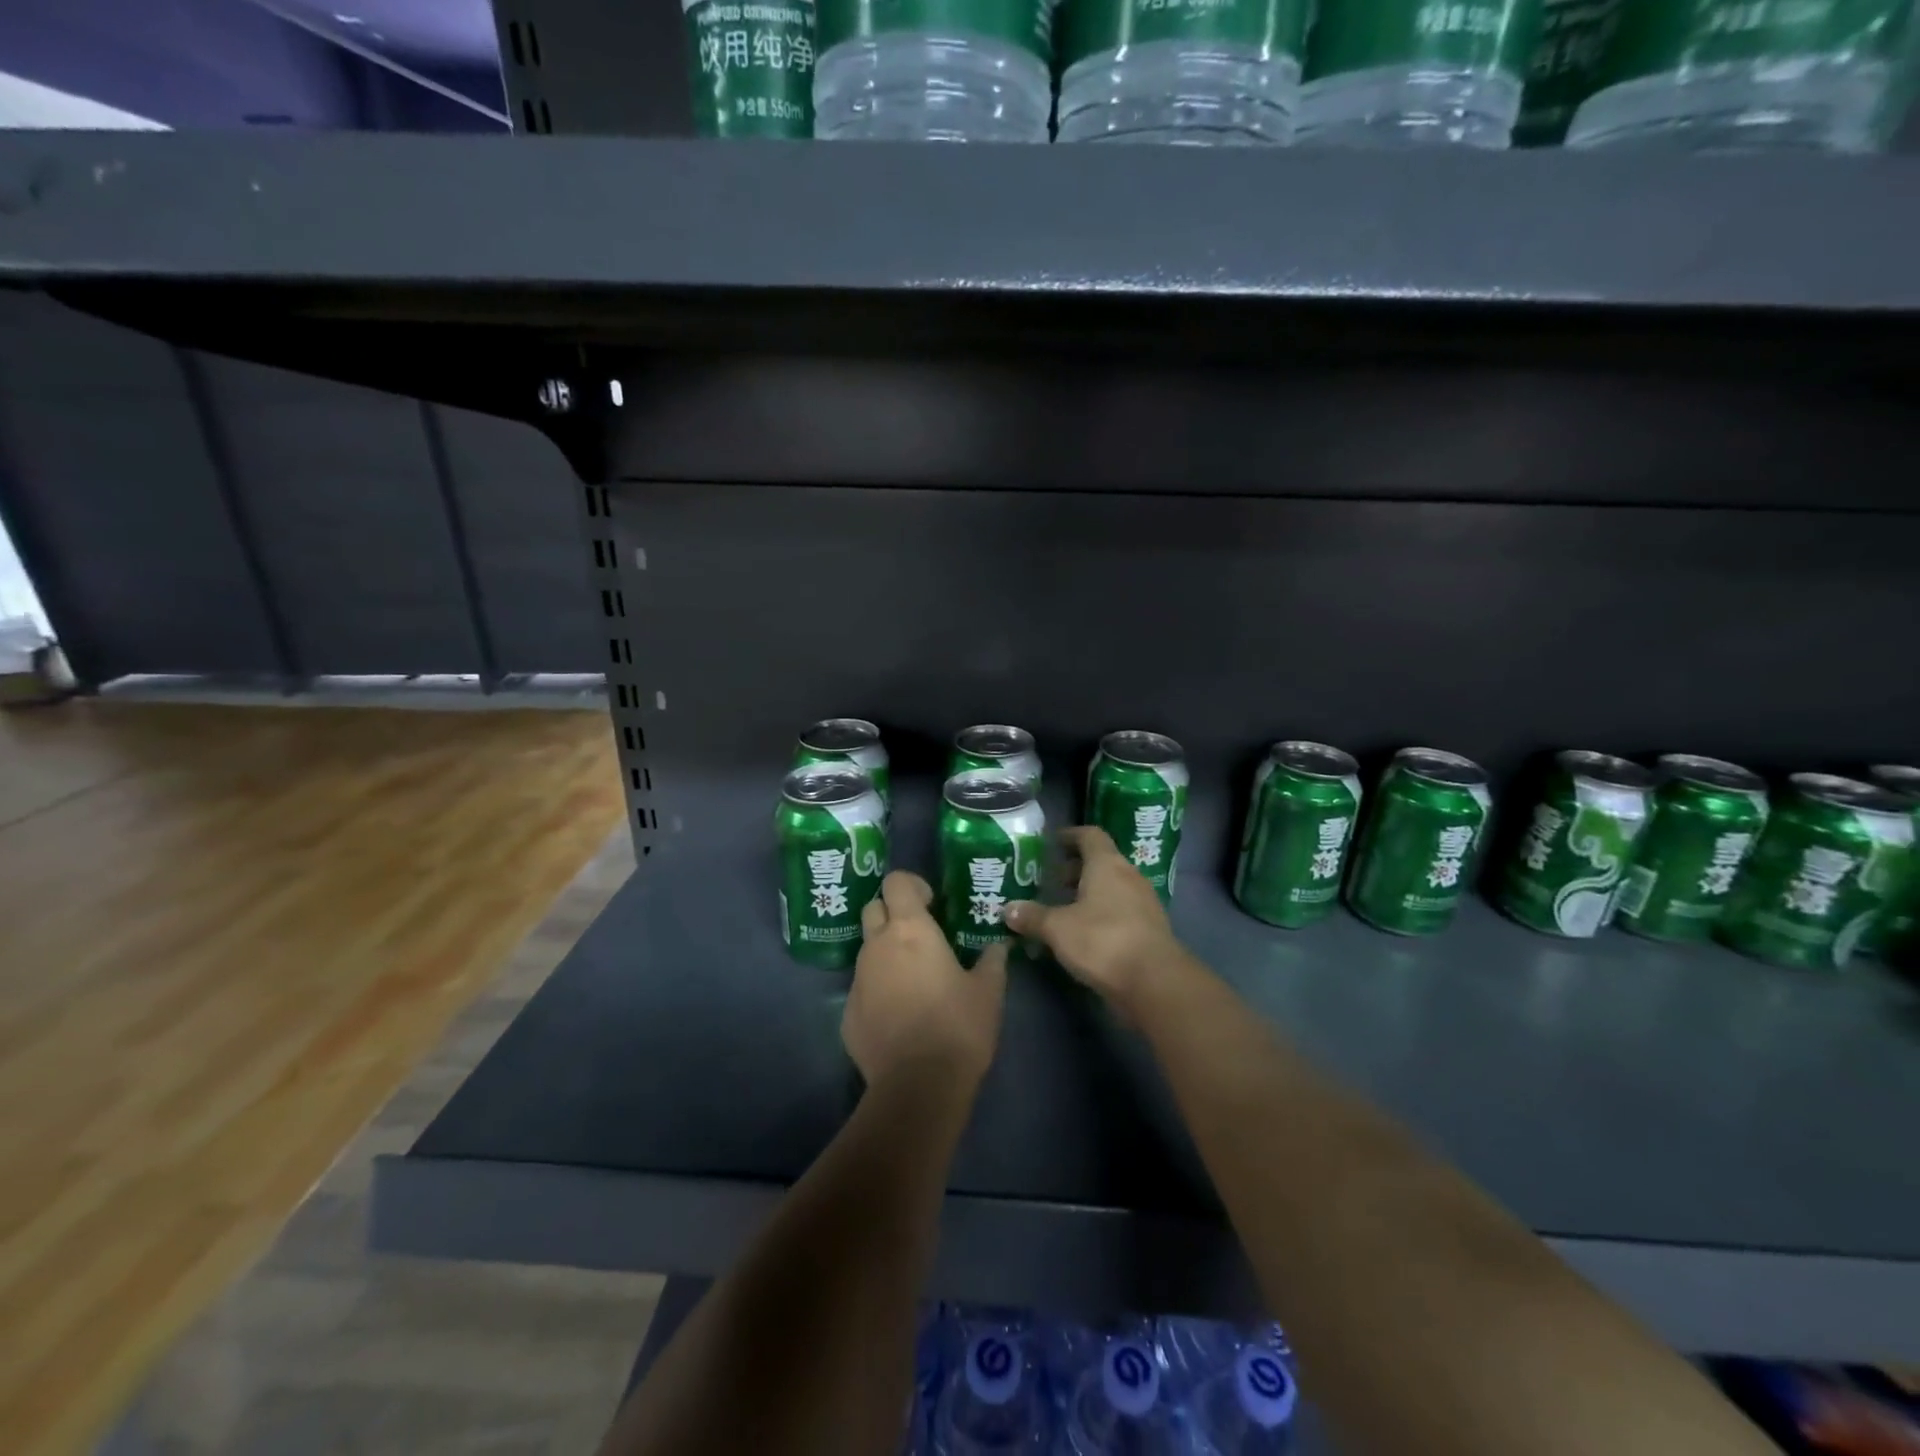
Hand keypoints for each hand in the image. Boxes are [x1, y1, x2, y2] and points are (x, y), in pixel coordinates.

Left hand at [843, 871, 1007, 1094]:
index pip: (895, 882)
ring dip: (886, 953)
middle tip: (920, 935)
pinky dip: (878, 990)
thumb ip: (992, 961)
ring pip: (867, 950)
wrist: (918, 1087)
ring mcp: (857, 980)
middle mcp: (876, 946)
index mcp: (909, 930)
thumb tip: (998, 946)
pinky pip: (862, 988)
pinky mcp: (847, 1014)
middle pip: (873, 908)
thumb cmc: (958, 1027)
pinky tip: (900, 1015)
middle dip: (892, 913)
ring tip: (914, 979)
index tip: (932, 903)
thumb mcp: (989, 991)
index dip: (911, 885)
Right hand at [1003, 827, 1183, 1012]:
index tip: (1051, 843)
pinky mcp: (1150, 929)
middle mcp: (1129, 876)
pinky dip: (1101, 915)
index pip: (1090, 835)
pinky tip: (1083, 934)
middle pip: (1101, 862)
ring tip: (1062, 910)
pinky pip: (1121, 911)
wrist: (1155, 982)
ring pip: (1112, 888)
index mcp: (1107, 864)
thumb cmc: (1103, 941)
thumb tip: (1008, 908)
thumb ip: (1033, 916)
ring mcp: (1144, 903)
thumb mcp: (1058, 928)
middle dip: (1074, 870)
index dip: (1070, 836)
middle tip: (1049, 882)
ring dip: (1088, 894)